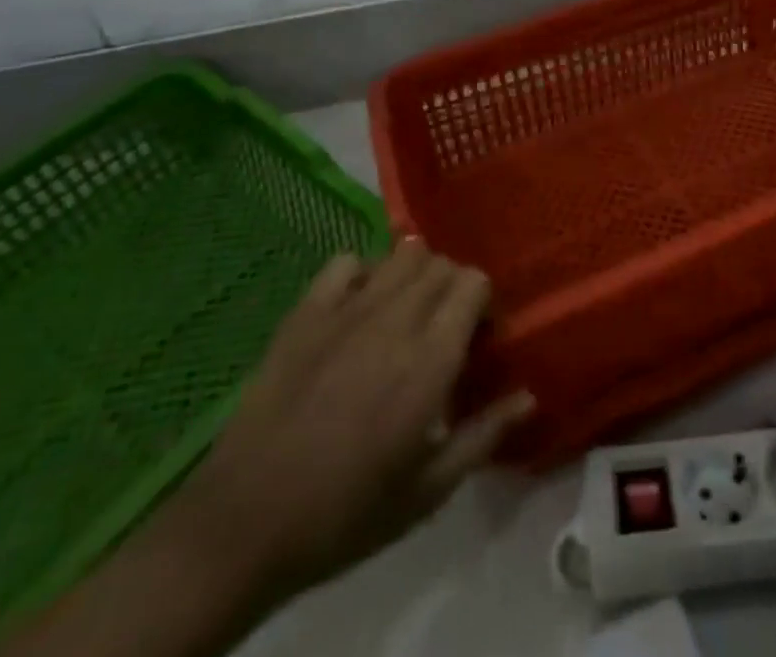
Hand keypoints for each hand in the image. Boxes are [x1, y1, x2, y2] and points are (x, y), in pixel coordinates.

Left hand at [183, 241, 532, 601]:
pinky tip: (358, 307)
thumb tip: (529, 395)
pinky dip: (362, 273)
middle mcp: (395, 318)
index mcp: (430, 359)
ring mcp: (347, 308)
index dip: (483, 303)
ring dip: (415, 274)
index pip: (474, 283)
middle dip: (453, 287)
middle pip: (441, 264)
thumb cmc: (347, 513)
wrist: (246, 522)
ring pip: (402, 253)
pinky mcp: (306, 311)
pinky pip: (346, 261)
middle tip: (444, 328)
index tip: (478, 337)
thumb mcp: (428, 491)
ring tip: (406, 312)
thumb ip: (485, 434)